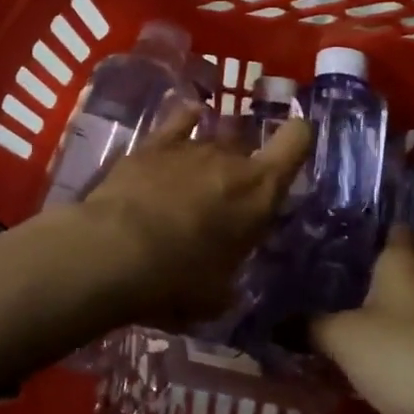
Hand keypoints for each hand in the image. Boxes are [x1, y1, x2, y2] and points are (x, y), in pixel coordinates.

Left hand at [71, 106, 311, 331]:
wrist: (114, 251)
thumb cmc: (176, 281)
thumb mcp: (217, 294)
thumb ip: (229, 274)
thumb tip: (225, 280)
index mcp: (260, 193)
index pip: (296, 142)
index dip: (299, 137)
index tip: (296, 140)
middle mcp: (229, 159)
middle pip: (247, 147)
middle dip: (242, 166)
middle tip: (227, 197)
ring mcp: (189, 146)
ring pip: (212, 139)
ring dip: (210, 157)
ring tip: (196, 180)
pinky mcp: (152, 144)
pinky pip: (179, 121)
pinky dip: (186, 121)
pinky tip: (187, 119)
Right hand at [313, 227, 413, 413]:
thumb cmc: (400, 353)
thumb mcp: (340, 338)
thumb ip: (309, 326)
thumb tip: (277, 323)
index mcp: (407, 260)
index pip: (394, 231)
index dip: (372, 234)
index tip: (345, 244)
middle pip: (409, 269)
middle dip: (381, 278)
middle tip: (343, 287)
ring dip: (397, 315)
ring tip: (359, 325)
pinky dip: (410, 345)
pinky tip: (383, 360)